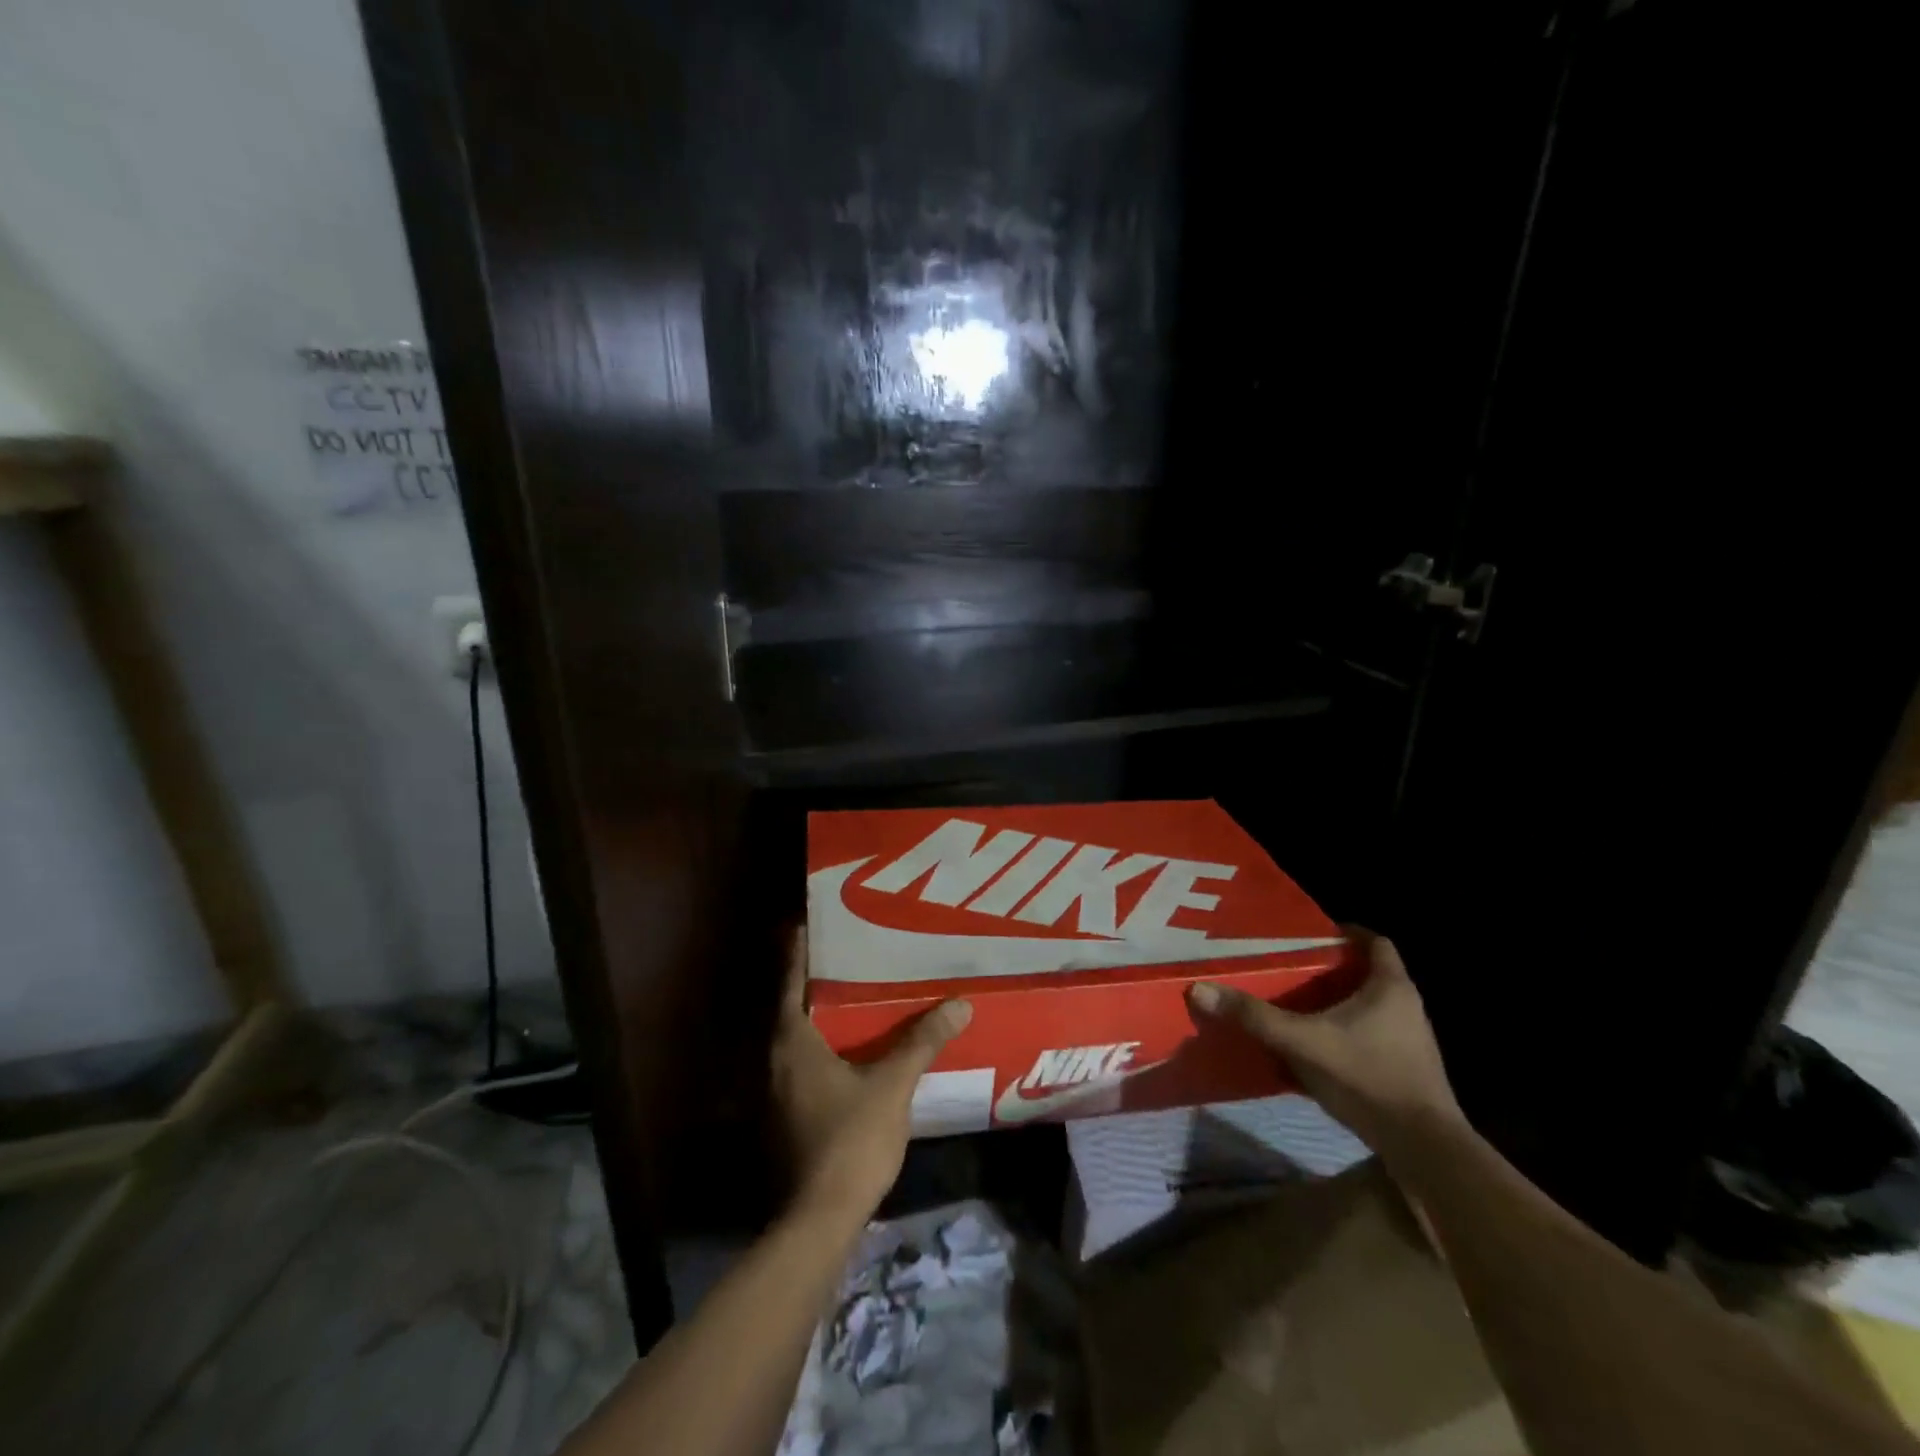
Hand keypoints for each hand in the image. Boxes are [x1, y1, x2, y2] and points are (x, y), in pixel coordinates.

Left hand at [770, 929, 971, 1225]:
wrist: (819, 1219)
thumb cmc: (850, 1139)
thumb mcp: (893, 1085)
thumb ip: (922, 1042)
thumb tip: (960, 1004)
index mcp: (792, 1041)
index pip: (791, 981)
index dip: (799, 951)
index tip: (810, 923)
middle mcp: (776, 1059)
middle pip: (793, 1006)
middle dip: (817, 982)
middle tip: (850, 956)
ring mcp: (777, 1092)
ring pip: (799, 1038)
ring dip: (822, 1017)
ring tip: (858, 996)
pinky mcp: (787, 1116)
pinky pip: (804, 1065)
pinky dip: (825, 1048)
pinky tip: (855, 1051)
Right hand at [1188, 927, 1464, 1164]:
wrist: (1423, 1149)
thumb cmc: (1368, 1078)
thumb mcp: (1302, 1042)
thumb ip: (1254, 1017)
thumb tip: (1200, 989)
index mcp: (1390, 988)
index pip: (1375, 942)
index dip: (1347, 933)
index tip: (1314, 933)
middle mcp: (1407, 1008)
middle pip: (1369, 975)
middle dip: (1332, 970)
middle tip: (1293, 967)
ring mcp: (1411, 1043)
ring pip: (1370, 1008)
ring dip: (1338, 1004)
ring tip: (1297, 1004)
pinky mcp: (1406, 1071)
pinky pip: (1371, 1038)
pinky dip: (1344, 1035)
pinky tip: (1315, 1047)